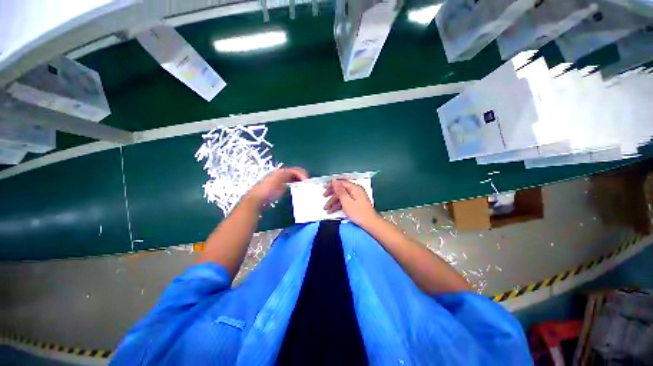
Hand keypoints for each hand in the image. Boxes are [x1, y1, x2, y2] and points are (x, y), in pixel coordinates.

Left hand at [246, 167, 308, 206]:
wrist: (256, 200)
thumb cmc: (267, 190)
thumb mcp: (278, 180)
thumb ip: (289, 175)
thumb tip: (299, 175)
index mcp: (281, 172)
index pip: (295, 170)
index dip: (302, 174)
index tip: (308, 181)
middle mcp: (280, 174)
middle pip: (294, 173)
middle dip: (301, 177)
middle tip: (307, 184)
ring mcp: (278, 181)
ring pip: (292, 178)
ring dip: (298, 181)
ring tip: (303, 187)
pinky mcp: (277, 188)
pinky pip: (289, 184)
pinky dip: (294, 185)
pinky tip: (296, 190)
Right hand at [323, 179, 379, 226]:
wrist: (370, 224)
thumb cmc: (358, 213)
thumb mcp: (346, 201)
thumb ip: (340, 191)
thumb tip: (334, 181)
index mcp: (355, 188)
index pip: (341, 183)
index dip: (332, 185)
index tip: (324, 188)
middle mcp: (356, 191)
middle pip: (341, 190)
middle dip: (332, 194)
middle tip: (324, 196)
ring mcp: (356, 197)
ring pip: (343, 197)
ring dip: (334, 202)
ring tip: (327, 208)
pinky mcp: (356, 203)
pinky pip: (346, 201)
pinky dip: (339, 205)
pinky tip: (332, 211)